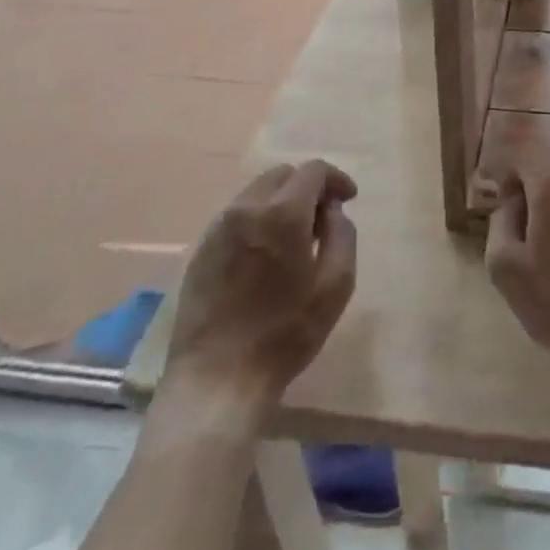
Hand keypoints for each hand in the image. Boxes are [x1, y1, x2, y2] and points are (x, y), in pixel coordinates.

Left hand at [162, 160, 357, 408]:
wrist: (217, 379)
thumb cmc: (285, 333)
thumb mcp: (336, 285)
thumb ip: (342, 235)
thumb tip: (331, 211)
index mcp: (281, 213)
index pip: (313, 171)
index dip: (336, 179)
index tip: (349, 199)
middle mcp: (246, 209)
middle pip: (282, 175)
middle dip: (307, 187)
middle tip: (323, 218)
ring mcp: (218, 228)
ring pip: (256, 193)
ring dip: (281, 202)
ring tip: (294, 237)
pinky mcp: (200, 249)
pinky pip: (236, 216)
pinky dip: (258, 219)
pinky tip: (265, 254)